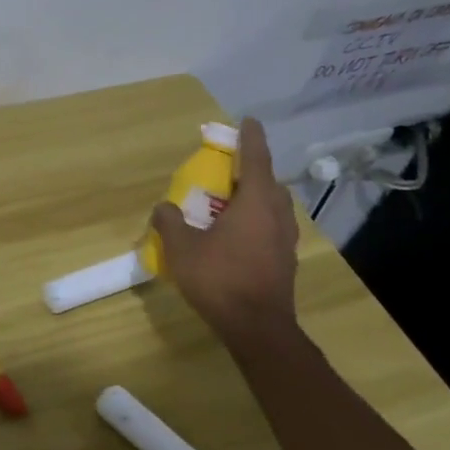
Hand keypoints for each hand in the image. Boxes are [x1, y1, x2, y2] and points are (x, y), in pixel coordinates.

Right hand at [151, 117, 299, 339]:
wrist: (258, 328)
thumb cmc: (220, 279)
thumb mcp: (182, 248)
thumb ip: (170, 222)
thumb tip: (164, 207)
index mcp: (254, 204)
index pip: (256, 160)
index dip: (251, 139)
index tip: (248, 121)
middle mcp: (276, 216)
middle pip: (269, 183)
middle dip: (253, 171)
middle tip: (231, 169)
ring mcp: (285, 241)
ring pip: (274, 207)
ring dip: (258, 197)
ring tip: (234, 202)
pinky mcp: (286, 261)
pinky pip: (273, 228)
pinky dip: (259, 221)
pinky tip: (241, 236)